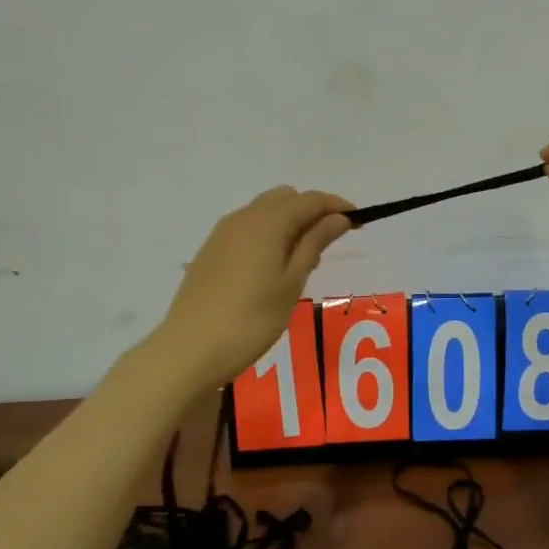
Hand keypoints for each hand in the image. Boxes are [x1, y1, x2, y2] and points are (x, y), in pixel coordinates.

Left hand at [157, 187, 353, 387]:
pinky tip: (272, 267)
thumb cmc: (251, 319)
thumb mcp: (292, 282)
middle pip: (285, 198)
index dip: (336, 206)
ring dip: (289, 222)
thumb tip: (338, 217)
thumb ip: (315, 243)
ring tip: (303, 260)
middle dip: (311, 211)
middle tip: (329, 244)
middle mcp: (244, 217)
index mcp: (268, 222)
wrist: (190, 349)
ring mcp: (222, 233)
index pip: (310, 200)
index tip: (359, 221)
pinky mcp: (210, 251)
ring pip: (264, 211)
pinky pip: (247, 228)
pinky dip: (268, 234)